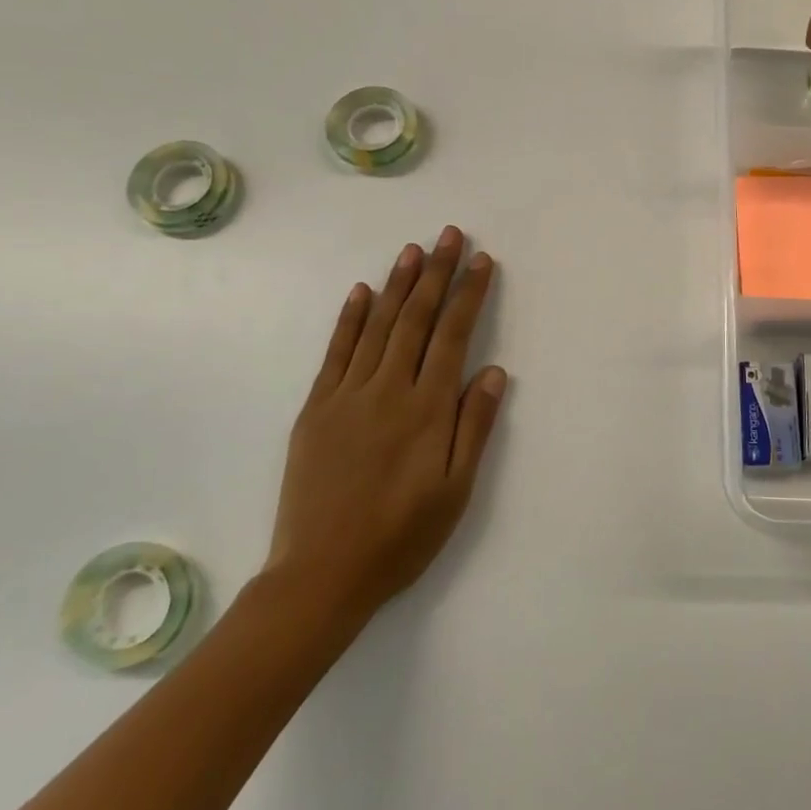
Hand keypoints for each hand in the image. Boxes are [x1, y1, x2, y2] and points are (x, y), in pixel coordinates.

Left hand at [266, 226, 505, 628]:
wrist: (321, 575)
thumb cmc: (401, 536)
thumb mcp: (455, 491)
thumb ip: (474, 426)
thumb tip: (493, 371)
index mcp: (426, 409)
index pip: (453, 335)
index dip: (468, 294)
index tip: (481, 261)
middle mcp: (388, 389)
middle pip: (416, 318)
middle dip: (437, 273)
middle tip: (450, 234)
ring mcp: (347, 395)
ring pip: (378, 325)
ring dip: (398, 284)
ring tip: (414, 249)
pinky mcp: (316, 407)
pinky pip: (336, 351)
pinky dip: (351, 318)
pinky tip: (363, 292)